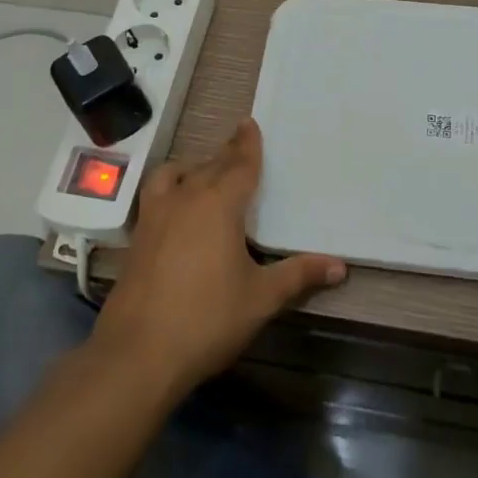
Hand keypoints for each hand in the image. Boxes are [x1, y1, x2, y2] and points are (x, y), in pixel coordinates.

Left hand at [90, 118, 344, 397]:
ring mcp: (156, 217)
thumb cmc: (207, 319)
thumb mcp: (261, 298)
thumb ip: (298, 275)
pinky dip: (170, 189)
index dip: (247, 144)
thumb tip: (340, 266)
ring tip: (203, 175)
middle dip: (226, 155)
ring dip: (192, 168)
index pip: (239, 165)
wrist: (137, 354)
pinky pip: (156, 195)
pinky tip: (176, 210)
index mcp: (219, 204)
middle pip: (209, 166)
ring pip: (174, 175)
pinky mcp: (137, 238)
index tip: (249, 123)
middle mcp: (185, 199)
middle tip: (238, 146)